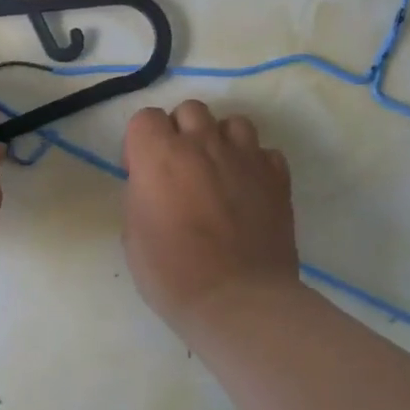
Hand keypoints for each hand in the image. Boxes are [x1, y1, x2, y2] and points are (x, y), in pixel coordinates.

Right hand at [121, 100, 300, 334]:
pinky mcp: (277, 177)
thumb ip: (141, 195)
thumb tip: (153, 185)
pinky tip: (247, 188)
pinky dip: (254, 163)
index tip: (141, 171)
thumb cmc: (172, 272)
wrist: (237, 299)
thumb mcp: (132, 234)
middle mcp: (202, 144)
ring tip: (217, 170)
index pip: (146, 118)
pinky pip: (265, 152)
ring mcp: (245, 157)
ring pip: (232, 122)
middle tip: (178, 167)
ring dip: (219, 139)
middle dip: (180, 131)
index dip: (140, 142)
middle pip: (189, 109)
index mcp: (159, 155)